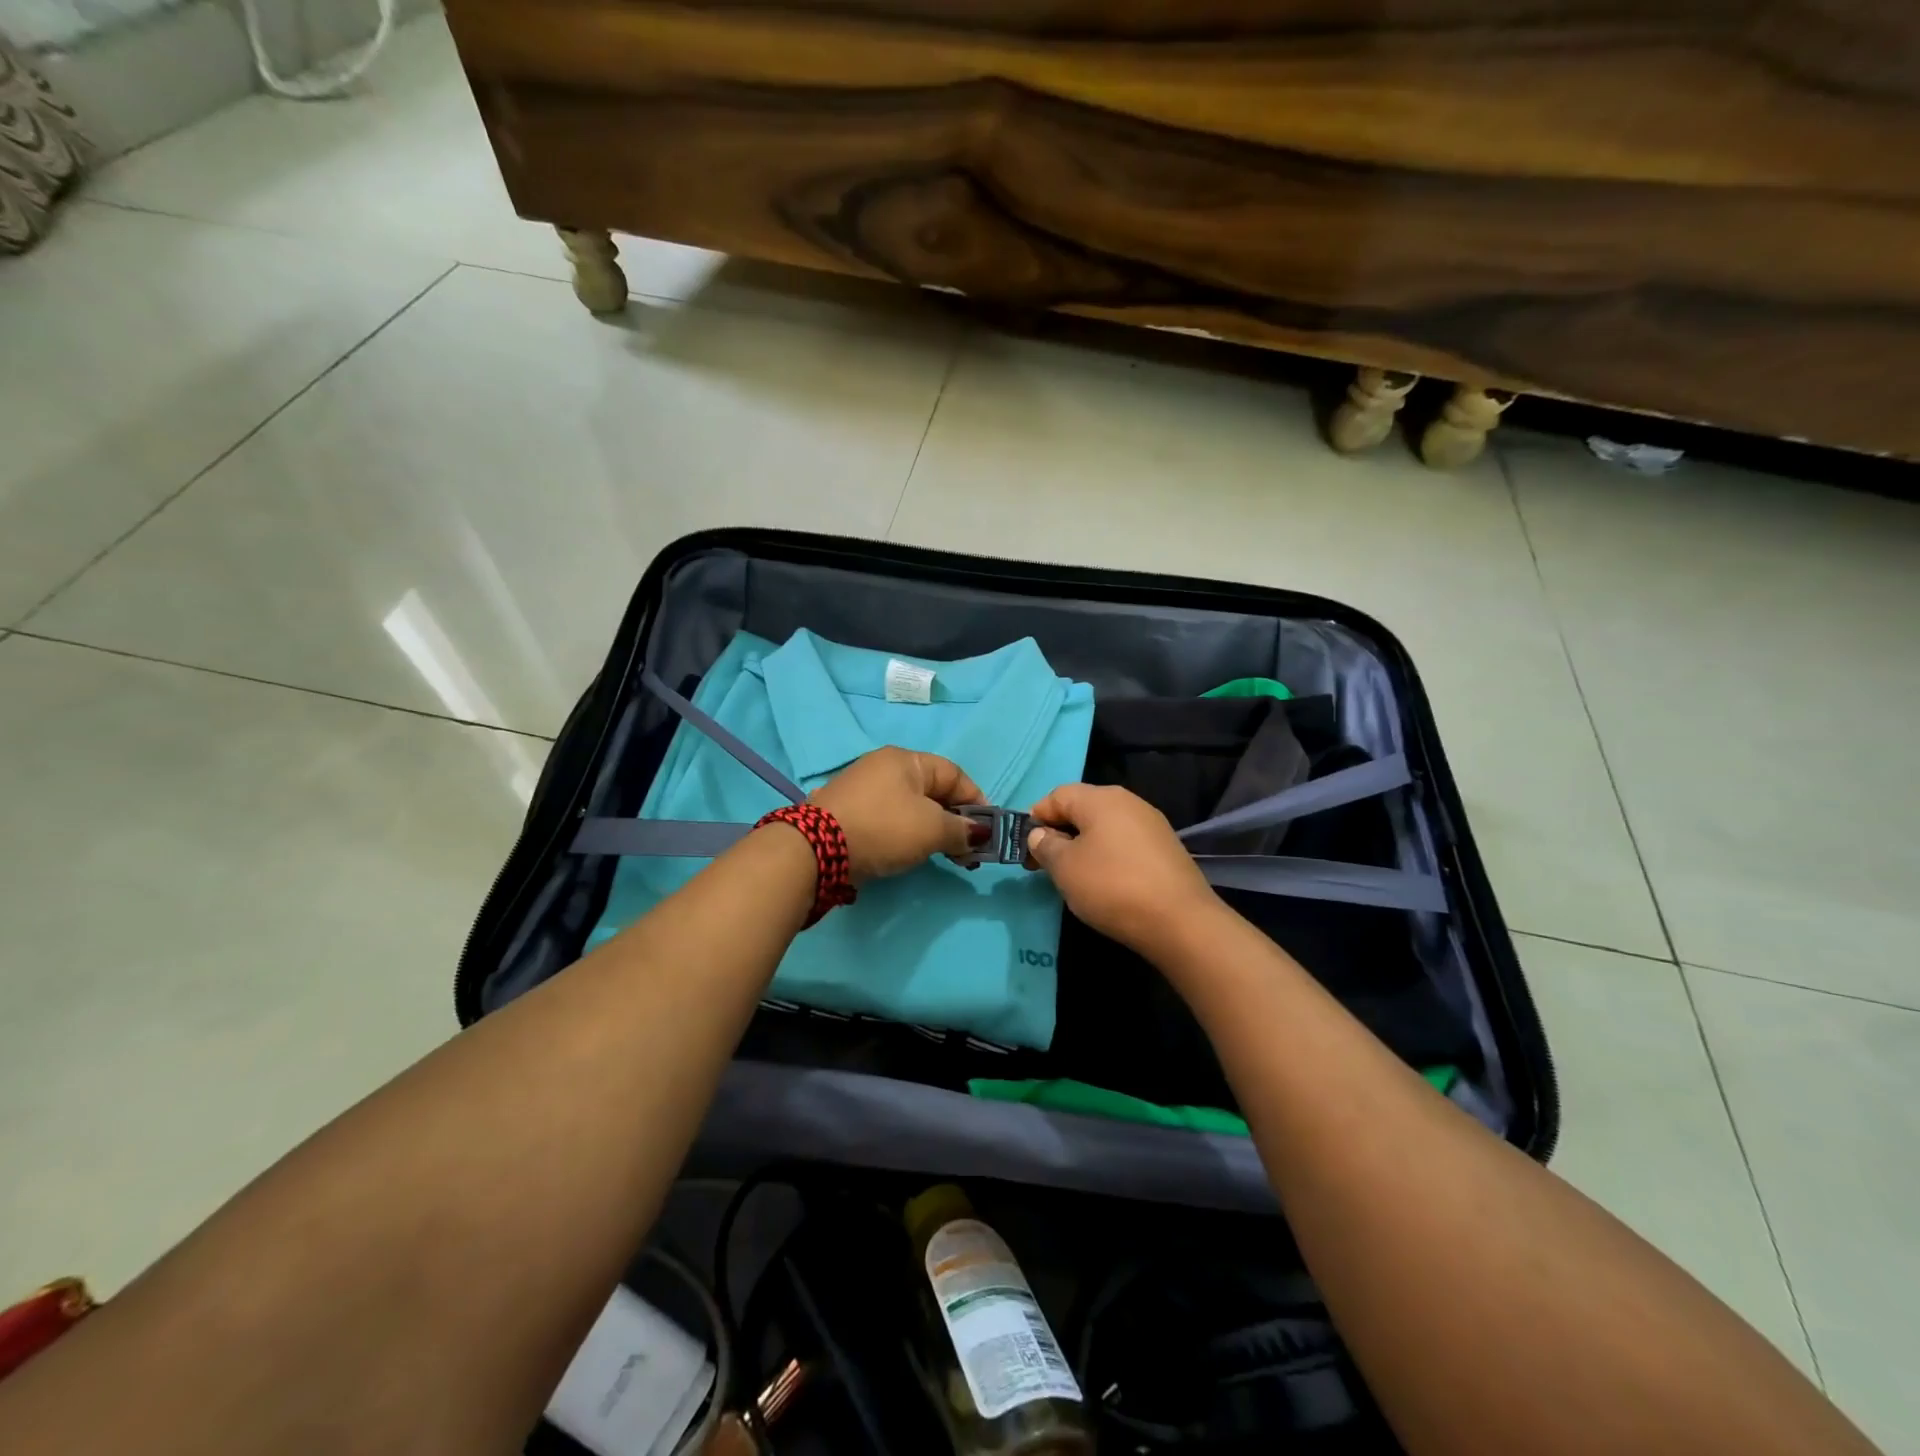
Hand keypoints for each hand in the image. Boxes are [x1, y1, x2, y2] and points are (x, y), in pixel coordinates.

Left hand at [809, 747, 987, 882]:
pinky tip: (908, 853)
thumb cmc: (884, 828)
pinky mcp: (847, 812)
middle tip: (966, 851)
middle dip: (954, 820)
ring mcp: (862, 788)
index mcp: (906, 760)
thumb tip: (979, 834)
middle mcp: (883, 766)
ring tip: (942, 857)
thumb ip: (961, 830)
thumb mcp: (932, 829)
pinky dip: (905, 834)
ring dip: (932, 830)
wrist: (816, 848)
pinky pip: (889, 819)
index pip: (954, 774)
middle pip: (932, 791)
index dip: (976, 800)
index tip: (986, 830)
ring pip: (910, 807)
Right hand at [1024, 783, 1219, 952]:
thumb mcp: (1065, 867)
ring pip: (1104, 826)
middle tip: (1045, 865)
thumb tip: (1040, 834)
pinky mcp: (1166, 848)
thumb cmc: (1111, 886)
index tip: (1026, 849)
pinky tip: (1105, 882)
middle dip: (1059, 832)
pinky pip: (1125, 843)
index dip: (1036, 818)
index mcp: (1100, 798)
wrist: (1180, 921)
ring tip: (1073, 876)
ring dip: (1083, 846)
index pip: (1057, 795)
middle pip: (1082, 808)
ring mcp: (1151, 824)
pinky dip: (1108, 856)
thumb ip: (1046, 845)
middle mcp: (1128, 801)